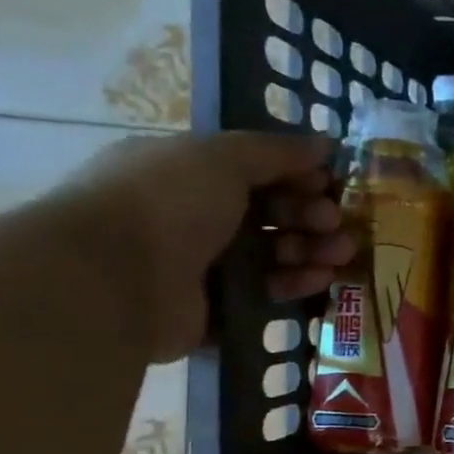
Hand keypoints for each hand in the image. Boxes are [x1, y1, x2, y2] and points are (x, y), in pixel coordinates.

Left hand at [59, 132, 354, 362]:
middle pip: (269, 214)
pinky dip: (295, 285)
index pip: (255, 171)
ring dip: (312, 250)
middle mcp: (192, 216)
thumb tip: (325, 144)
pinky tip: (319, 279)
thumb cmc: (165, 203)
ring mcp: (202, 265)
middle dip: (310, 216)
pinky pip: (266, 293)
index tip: (331, 184)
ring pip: (273, 255)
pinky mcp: (214, 309)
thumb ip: (277, 151)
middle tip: (337, 222)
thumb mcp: (222, 157)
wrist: (112, 280)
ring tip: (341, 254)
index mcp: (186, 173)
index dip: (297, 175)